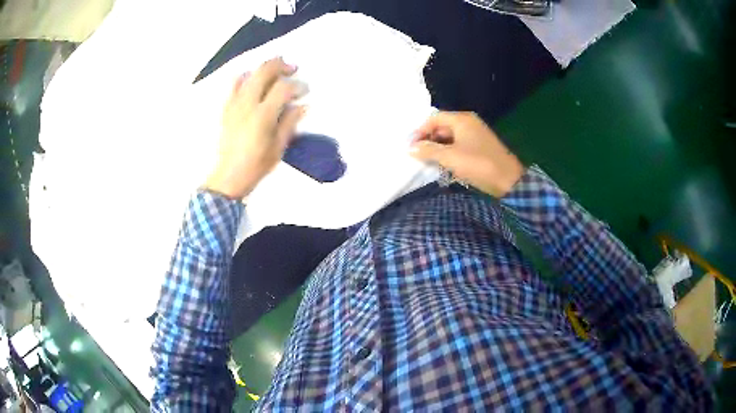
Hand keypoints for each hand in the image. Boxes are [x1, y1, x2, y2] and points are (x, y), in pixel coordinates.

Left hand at [204, 57, 306, 198]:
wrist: (228, 176)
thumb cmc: (256, 165)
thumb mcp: (278, 147)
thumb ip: (290, 122)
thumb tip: (302, 106)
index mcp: (263, 115)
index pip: (283, 88)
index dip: (297, 86)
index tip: (305, 91)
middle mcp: (247, 104)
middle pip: (264, 71)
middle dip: (281, 66)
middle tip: (292, 69)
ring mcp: (234, 104)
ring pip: (249, 73)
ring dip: (264, 68)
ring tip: (274, 72)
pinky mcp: (226, 107)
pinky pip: (235, 84)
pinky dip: (247, 77)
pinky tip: (254, 82)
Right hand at [410, 111, 523, 197]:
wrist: (508, 180)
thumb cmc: (478, 164)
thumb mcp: (450, 157)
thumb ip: (429, 151)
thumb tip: (410, 148)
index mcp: (462, 119)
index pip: (434, 118)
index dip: (420, 131)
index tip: (411, 146)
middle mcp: (469, 123)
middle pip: (442, 126)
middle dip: (429, 140)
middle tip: (419, 155)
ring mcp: (476, 134)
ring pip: (450, 137)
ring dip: (439, 148)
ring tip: (429, 162)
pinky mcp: (480, 146)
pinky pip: (459, 145)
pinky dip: (450, 152)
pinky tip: (444, 165)